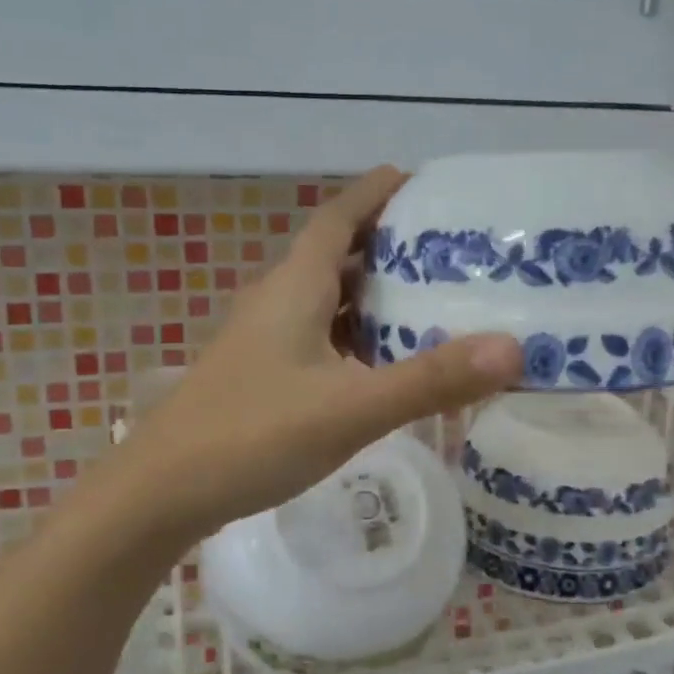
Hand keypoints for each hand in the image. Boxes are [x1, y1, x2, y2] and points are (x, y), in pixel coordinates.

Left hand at [122, 167, 523, 536]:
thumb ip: (430, 380)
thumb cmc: (252, 435)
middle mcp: (277, 301)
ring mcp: (264, 339)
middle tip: (446, 248)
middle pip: (335, 254)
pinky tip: (381, 362)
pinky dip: (354, 336)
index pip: (338, 217)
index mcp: (294, 287)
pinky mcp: (261, 374)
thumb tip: (513, 348)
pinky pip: (318, 336)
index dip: (375, 193)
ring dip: (371, 293)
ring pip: (326, 299)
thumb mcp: (351, 408)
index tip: (419, 180)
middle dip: (386, 244)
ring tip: (428, 299)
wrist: (161, 494)